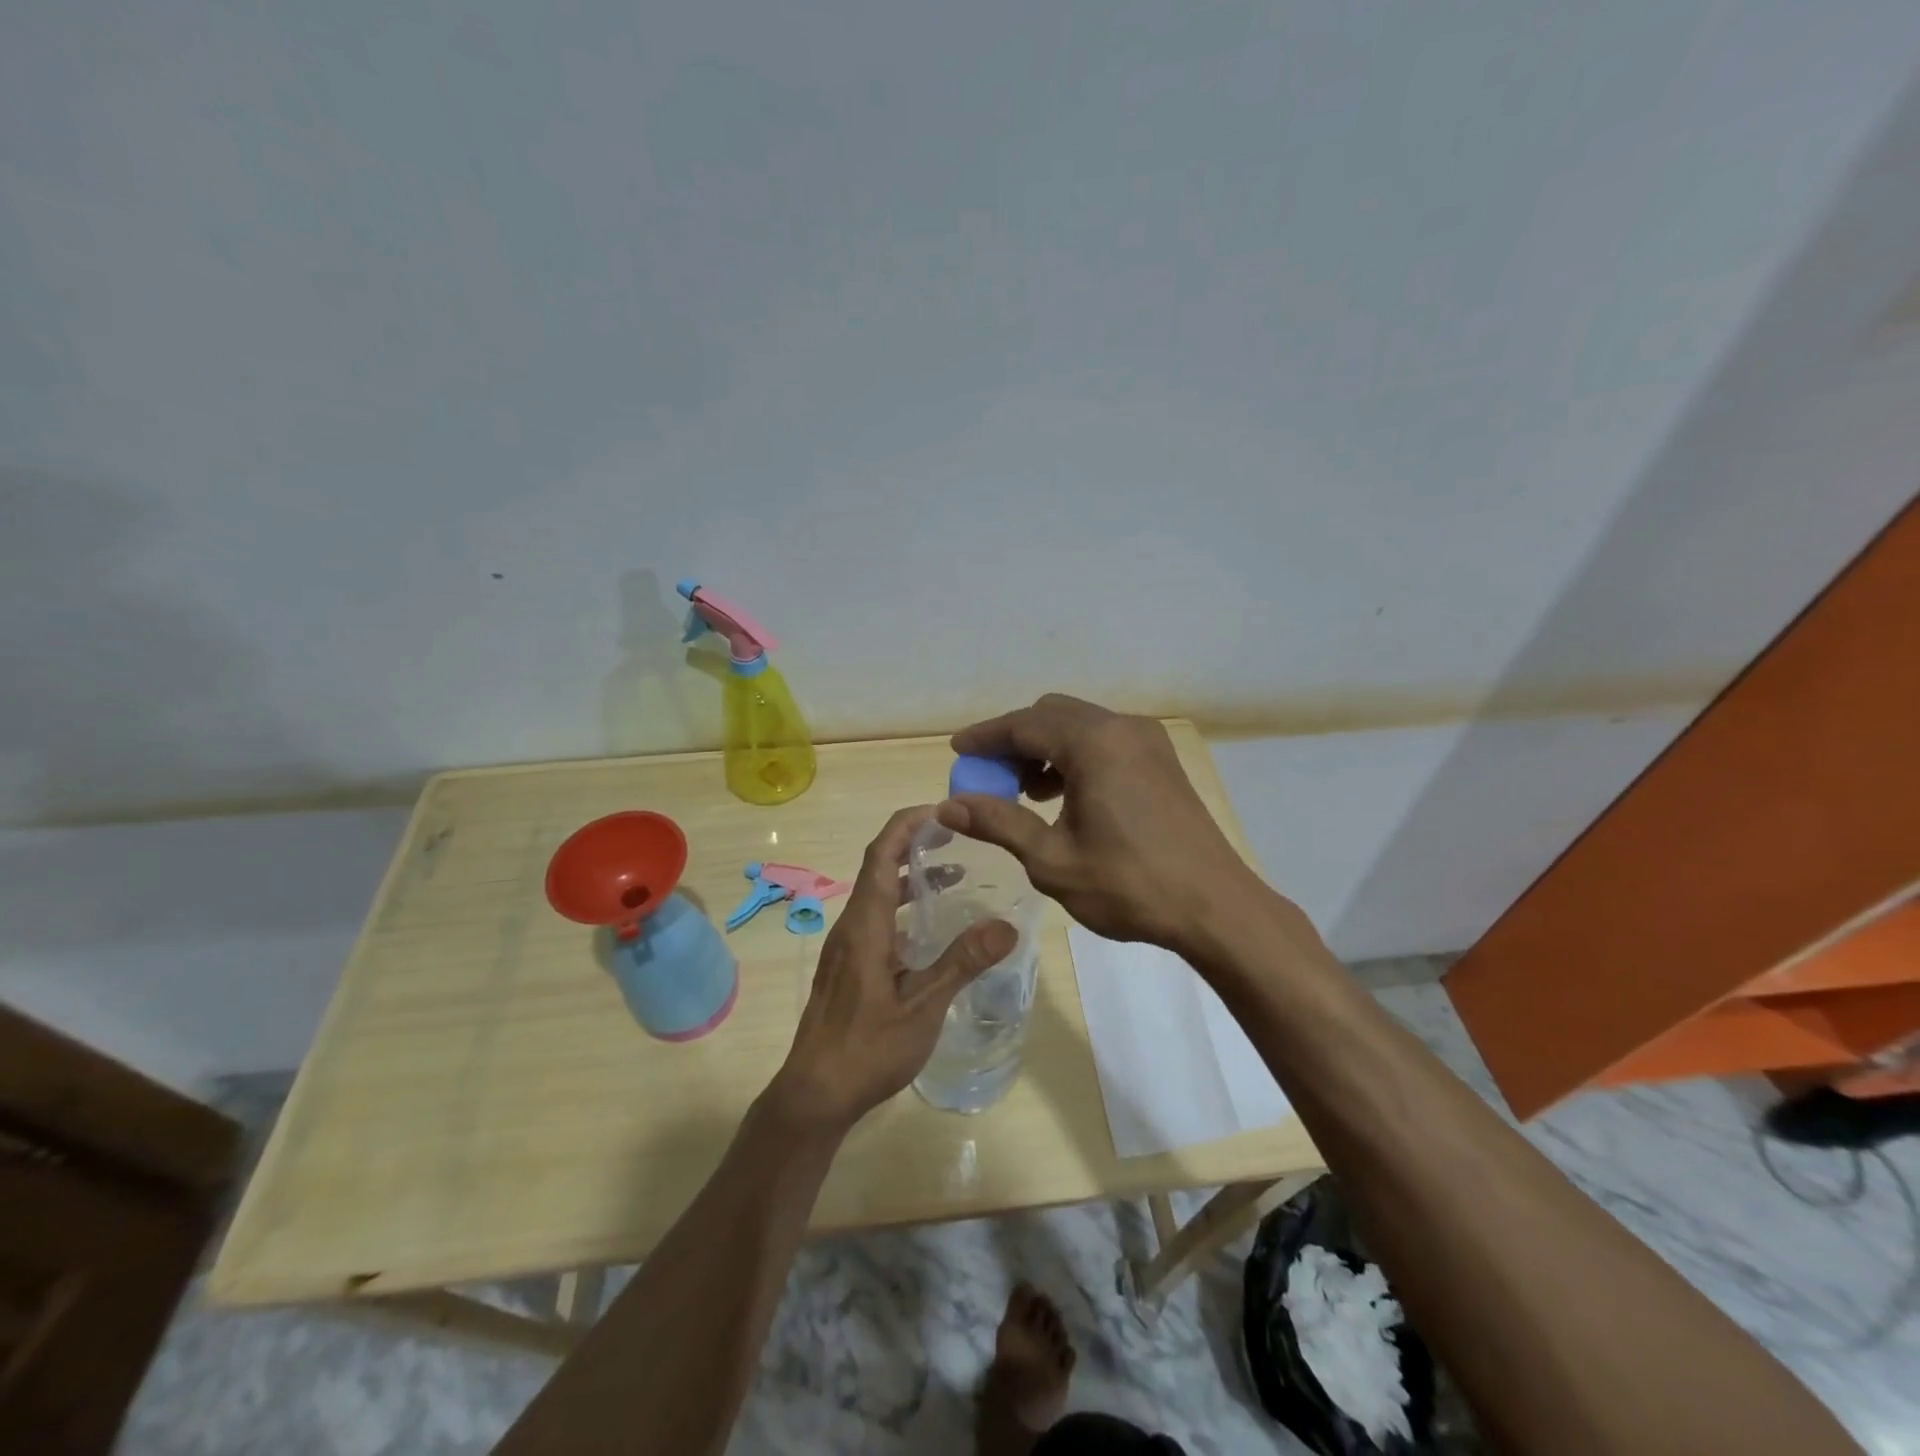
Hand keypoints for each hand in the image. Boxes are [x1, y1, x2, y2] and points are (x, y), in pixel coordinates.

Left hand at [766, 806, 1016, 1132]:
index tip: (942, 810)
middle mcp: (851, 926)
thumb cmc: (867, 1049)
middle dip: (913, 842)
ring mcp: (846, 947)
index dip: (907, 824)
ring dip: (909, 875)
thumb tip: (1007, 924)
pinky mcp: (848, 967)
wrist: (814, 1094)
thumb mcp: (923, 1007)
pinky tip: (930, 928)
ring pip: (876, 894)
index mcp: (865, 925)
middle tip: (956, 834)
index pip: (881, 854)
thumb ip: (962, 962)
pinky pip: (876, 918)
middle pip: (877, 866)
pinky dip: (903, 906)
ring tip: (953, 872)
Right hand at [940, 694, 1256, 952]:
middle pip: (1051, 715)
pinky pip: (1104, 740)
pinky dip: (1075, 756)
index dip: (985, 737)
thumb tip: (947, 805)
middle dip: (1014, 741)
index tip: (957, 752)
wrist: (1215, 906)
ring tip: (1025, 794)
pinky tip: (1065, 796)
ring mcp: (1147, 740)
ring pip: (1079, 725)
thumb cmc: (1129, 885)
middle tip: (990, 778)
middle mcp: (1121, 727)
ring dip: (1045, 748)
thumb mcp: (1052, 859)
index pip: (1023, 725)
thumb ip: (998, 822)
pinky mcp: (1161, 759)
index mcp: (1093, 743)